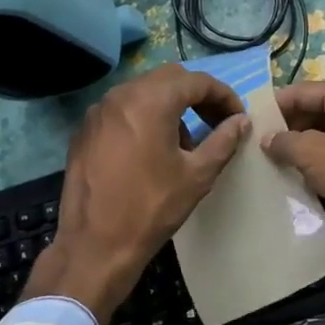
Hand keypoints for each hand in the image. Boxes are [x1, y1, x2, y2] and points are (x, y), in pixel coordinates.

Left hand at [23, 64, 249, 324]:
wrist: (94, 246)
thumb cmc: (151, 208)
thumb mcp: (197, 175)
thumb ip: (223, 140)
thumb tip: (240, 121)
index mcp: (151, 101)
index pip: (197, 81)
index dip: (224, 96)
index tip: (237, 118)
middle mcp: (121, 95)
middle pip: (169, 79)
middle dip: (197, 96)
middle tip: (216, 122)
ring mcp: (98, 111)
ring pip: (143, 91)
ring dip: (170, 105)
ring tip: (186, 141)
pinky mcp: (84, 131)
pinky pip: (121, 110)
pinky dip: (144, 117)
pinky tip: (151, 150)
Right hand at [264, 81, 324, 312]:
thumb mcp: (313, 155)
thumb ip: (285, 142)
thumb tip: (267, 139)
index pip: (306, 90)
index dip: (277, 104)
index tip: (253, 120)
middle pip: (320, 109)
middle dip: (291, 126)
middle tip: (263, 144)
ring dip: (306, 144)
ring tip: (279, 160)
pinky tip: (307, 175)